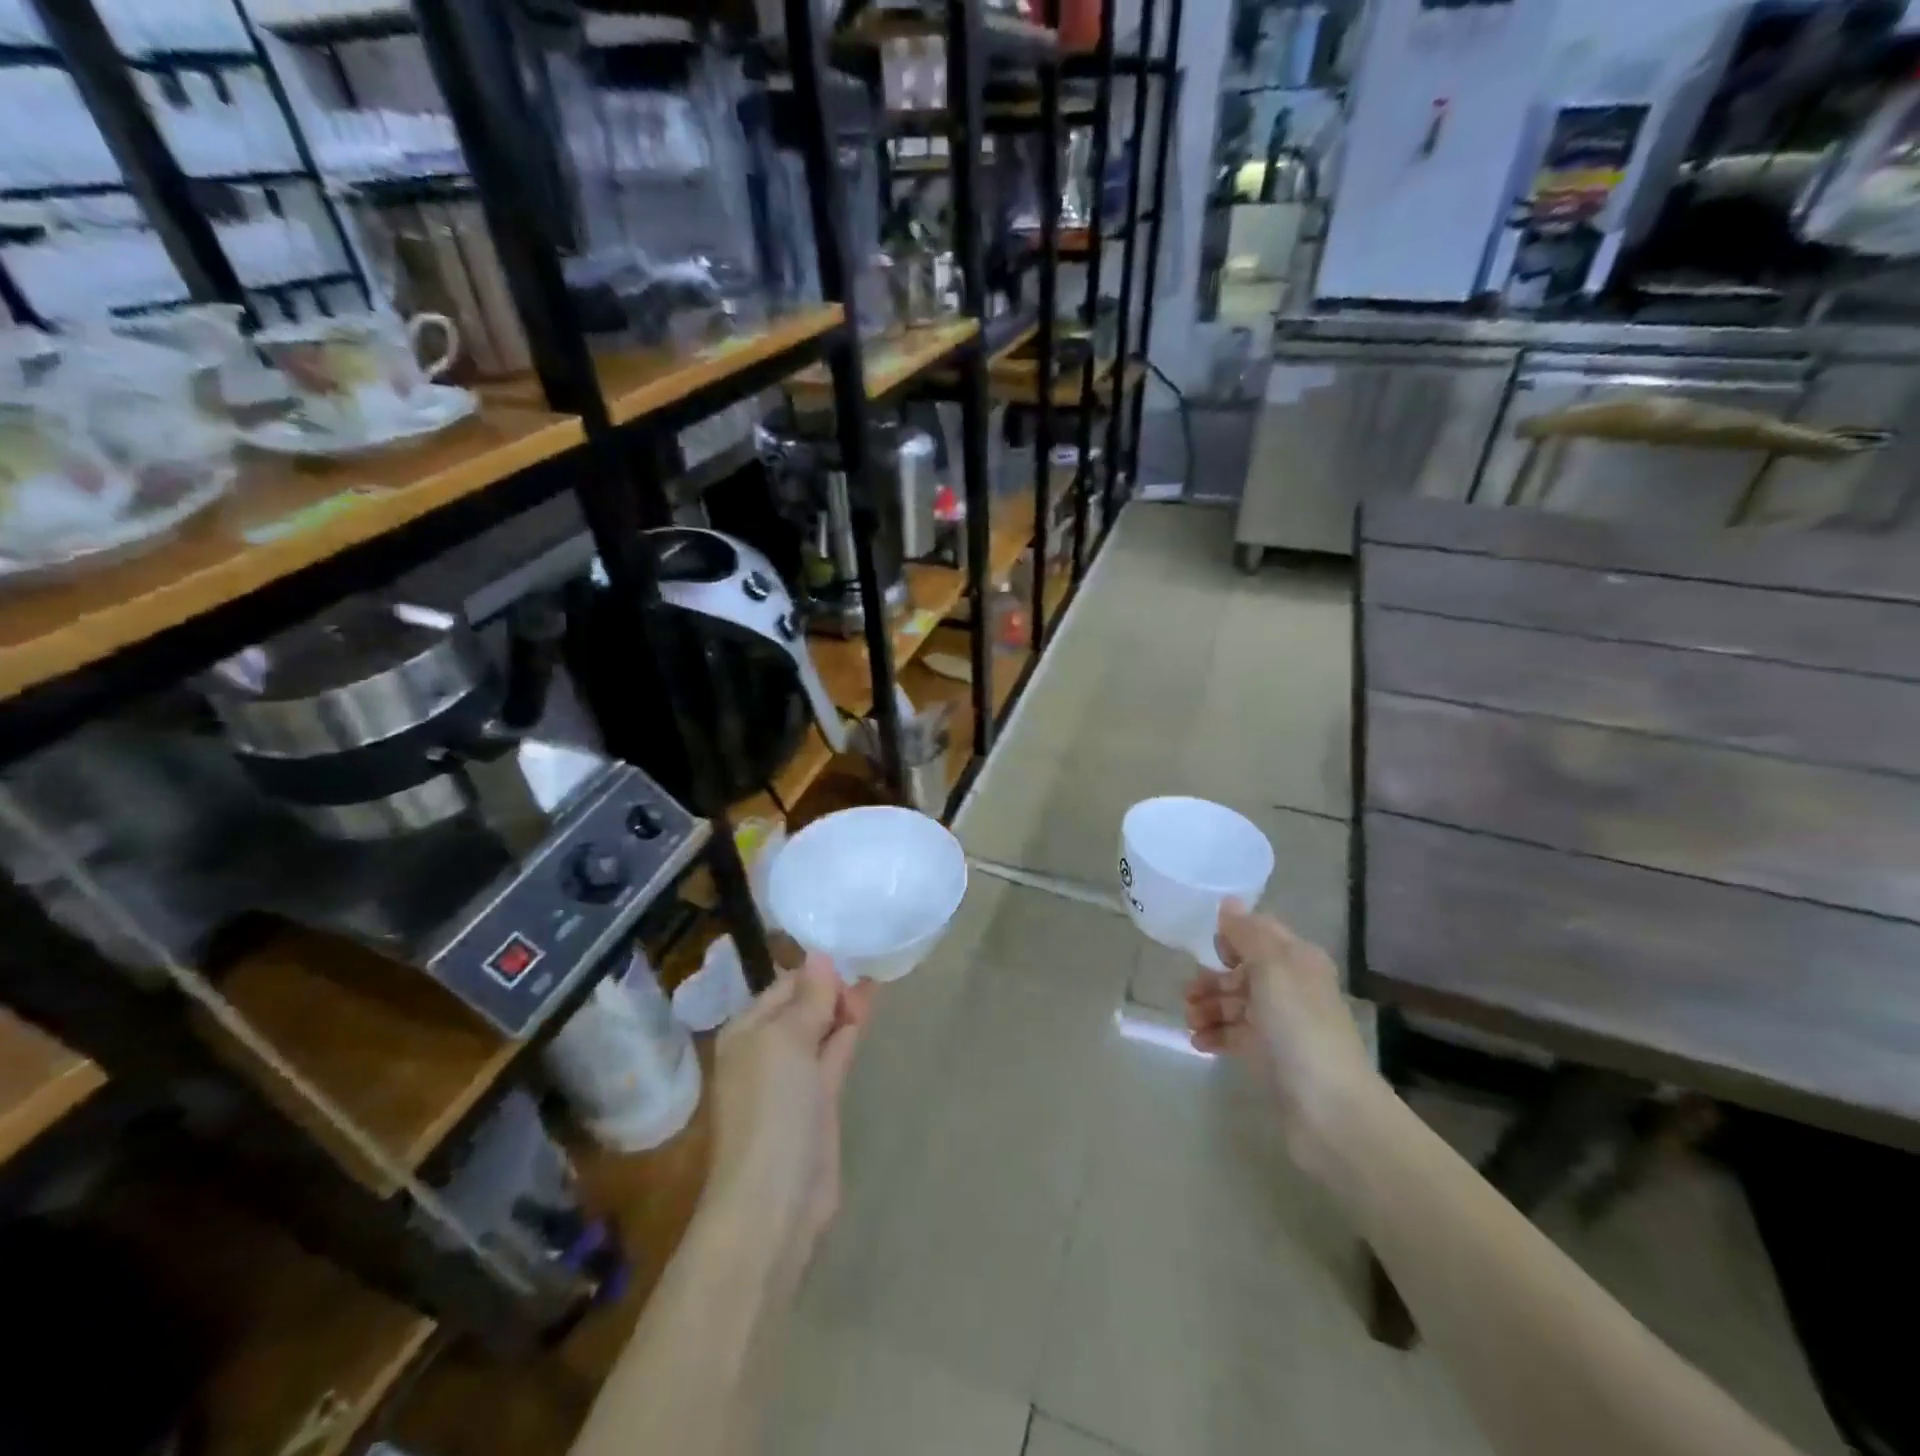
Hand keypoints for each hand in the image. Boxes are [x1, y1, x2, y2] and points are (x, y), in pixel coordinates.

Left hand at [708, 956, 872, 1276]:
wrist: (776, 1198)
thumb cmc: (772, 1107)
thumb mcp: (786, 1040)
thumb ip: (809, 997)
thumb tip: (820, 955)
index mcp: (746, 1031)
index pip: (784, 985)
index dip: (816, 971)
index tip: (851, 952)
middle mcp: (765, 1050)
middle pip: (802, 1006)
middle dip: (832, 987)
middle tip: (868, 966)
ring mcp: (792, 1078)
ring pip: (821, 1030)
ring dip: (843, 1007)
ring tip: (874, 979)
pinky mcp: (818, 1102)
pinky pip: (833, 1055)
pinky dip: (848, 1033)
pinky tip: (866, 1014)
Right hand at [1183, 901, 1376, 1175]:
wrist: (1329, 1110)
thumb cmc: (1298, 1027)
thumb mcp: (1272, 968)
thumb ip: (1248, 934)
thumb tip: (1228, 903)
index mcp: (1298, 960)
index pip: (1260, 933)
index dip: (1232, 936)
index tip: (1205, 948)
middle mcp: (1292, 987)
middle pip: (1243, 970)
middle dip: (1212, 978)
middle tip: (1188, 994)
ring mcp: (1281, 1025)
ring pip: (1236, 1004)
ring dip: (1209, 1007)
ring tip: (1189, 1021)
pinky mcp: (1270, 1057)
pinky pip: (1236, 1035)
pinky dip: (1215, 1035)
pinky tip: (1198, 1042)